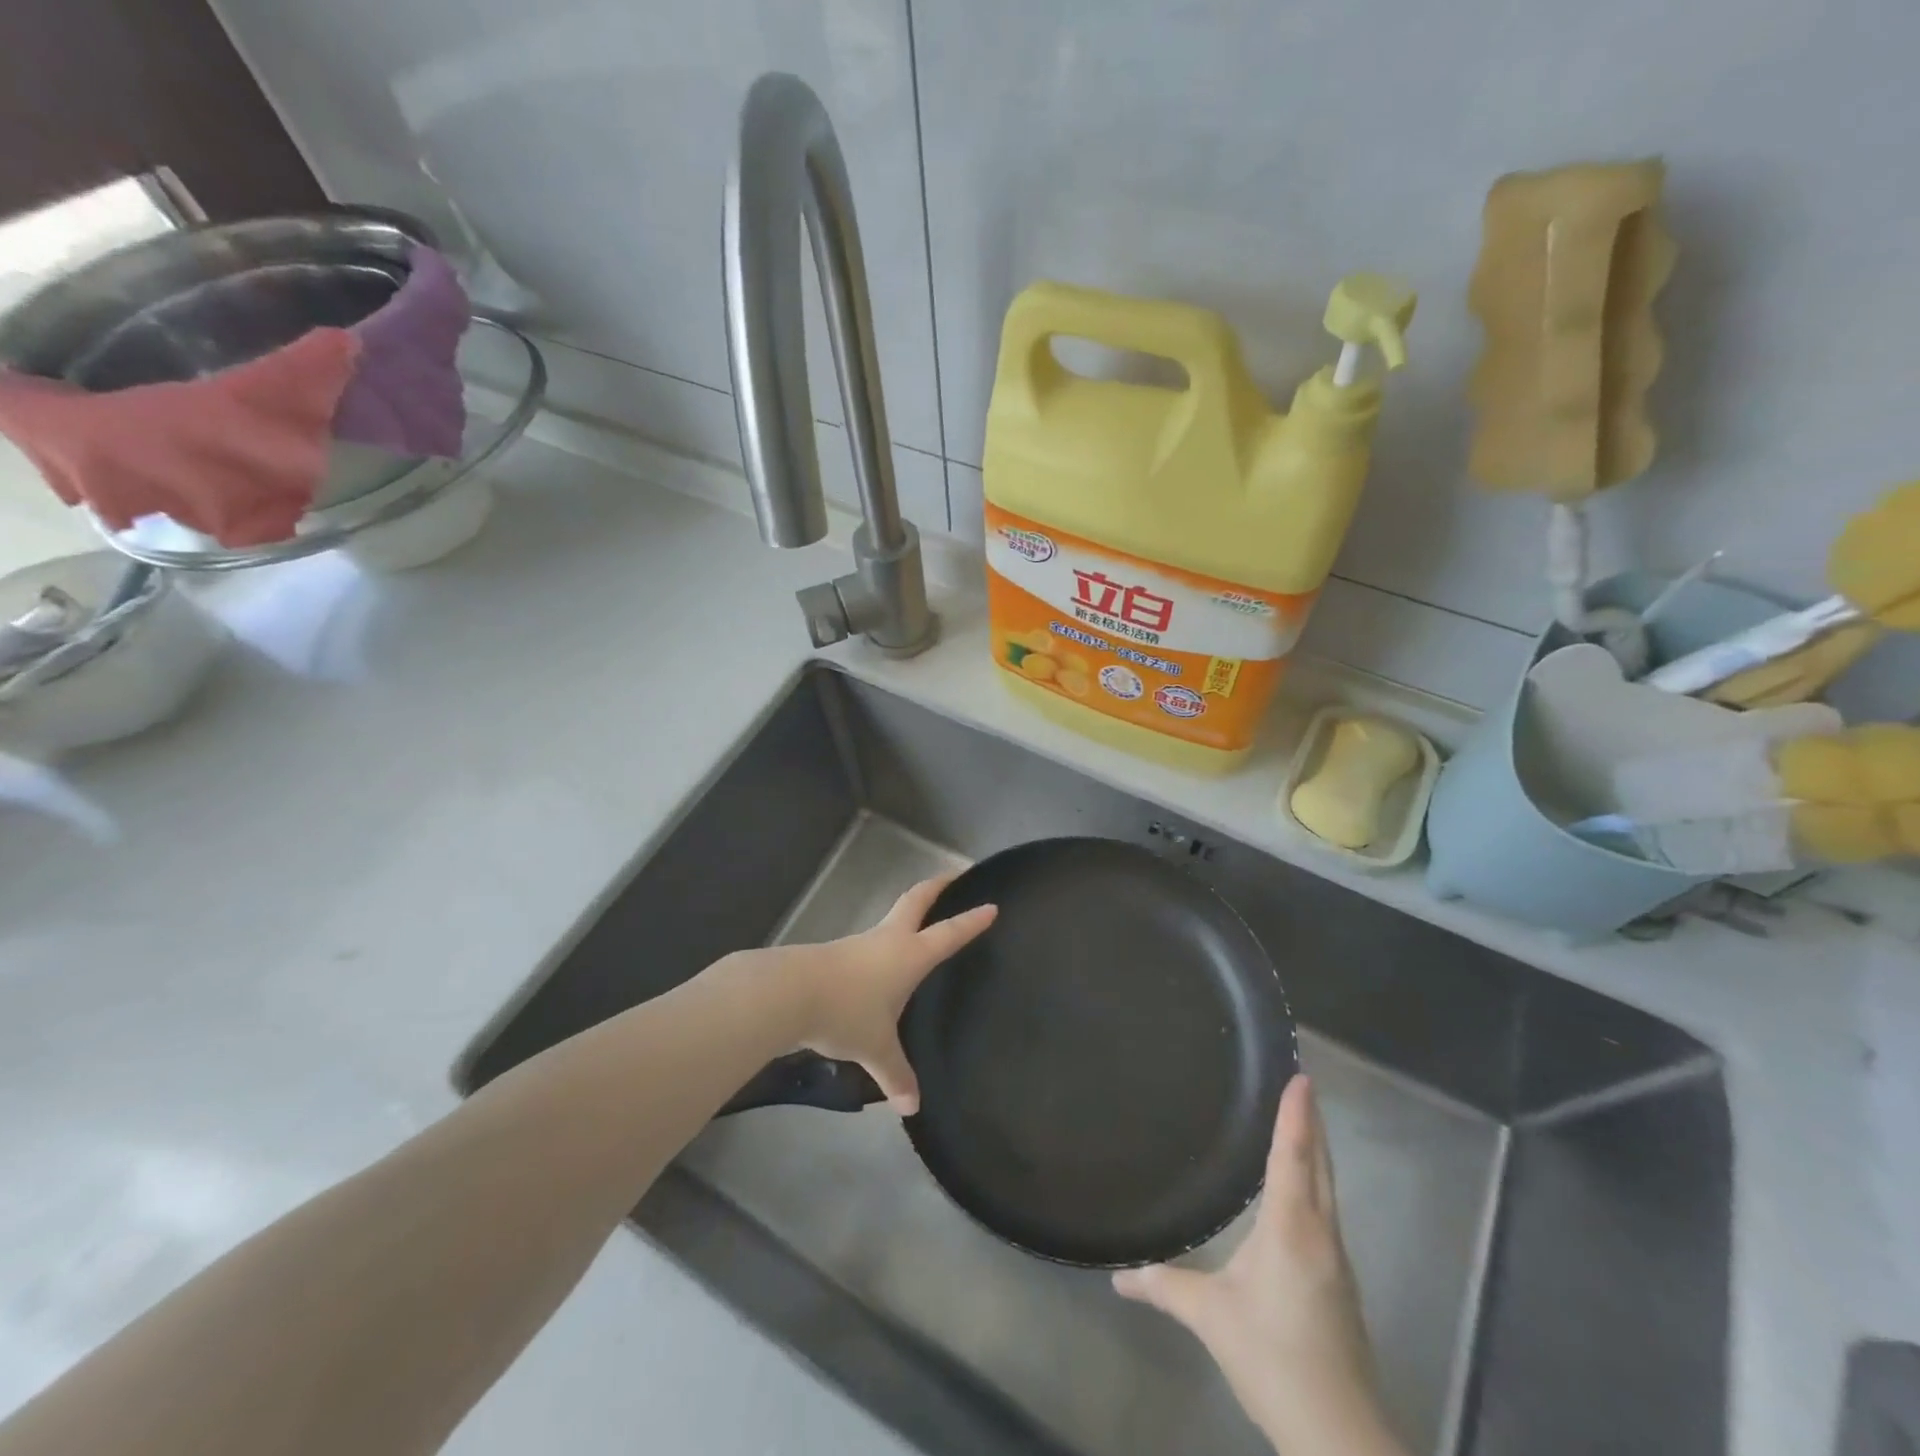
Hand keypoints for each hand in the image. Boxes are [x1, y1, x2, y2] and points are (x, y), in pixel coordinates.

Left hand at [742, 873, 995, 1114]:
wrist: (790, 992)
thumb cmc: (846, 1012)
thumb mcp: (876, 1048)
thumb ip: (895, 1074)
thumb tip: (912, 1106)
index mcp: (909, 955)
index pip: (949, 934)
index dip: (971, 922)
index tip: (991, 906)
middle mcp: (888, 940)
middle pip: (916, 901)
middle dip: (936, 888)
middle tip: (953, 876)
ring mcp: (860, 943)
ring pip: (890, 919)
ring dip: (907, 913)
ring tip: (918, 925)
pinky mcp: (836, 953)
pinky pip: (868, 942)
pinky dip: (882, 941)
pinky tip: (878, 963)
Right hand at [1112, 1076, 1403, 1455]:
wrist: (1341, 1437)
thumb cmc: (1274, 1359)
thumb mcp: (1211, 1318)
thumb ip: (1166, 1287)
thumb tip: (1119, 1275)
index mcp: (1291, 1228)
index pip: (1294, 1156)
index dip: (1296, 1115)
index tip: (1301, 1077)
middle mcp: (1320, 1234)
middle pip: (1321, 1165)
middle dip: (1312, 1123)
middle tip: (1302, 1084)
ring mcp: (1336, 1260)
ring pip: (1328, 1188)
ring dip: (1317, 1151)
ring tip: (1301, 1122)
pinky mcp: (1340, 1283)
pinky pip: (1326, 1211)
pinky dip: (1316, 1181)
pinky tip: (1300, 1187)